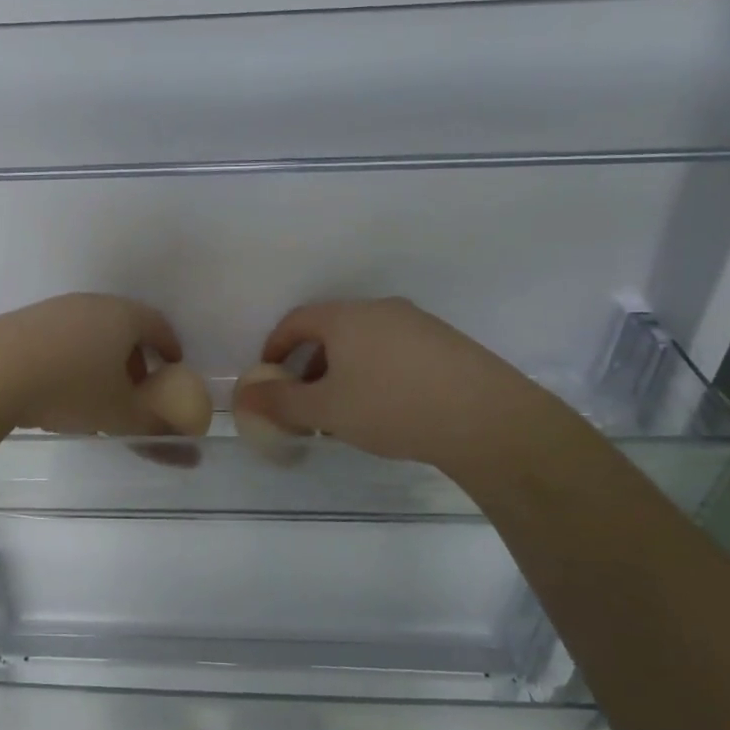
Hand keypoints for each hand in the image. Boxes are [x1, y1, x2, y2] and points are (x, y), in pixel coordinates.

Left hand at [0, 294, 185, 436]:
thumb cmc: (70, 388)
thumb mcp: (119, 415)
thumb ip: (156, 429)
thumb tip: (188, 450)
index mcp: (122, 316)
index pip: (157, 324)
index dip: (169, 346)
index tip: (173, 366)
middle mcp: (90, 303)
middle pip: (123, 326)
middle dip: (133, 356)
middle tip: (136, 387)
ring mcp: (54, 310)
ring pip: (89, 332)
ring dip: (100, 359)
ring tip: (95, 395)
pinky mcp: (23, 322)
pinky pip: (60, 338)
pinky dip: (70, 359)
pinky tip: (57, 389)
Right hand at [232, 297, 545, 467]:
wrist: (487, 419)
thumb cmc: (392, 407)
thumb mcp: (326, 410)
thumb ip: (280, 401)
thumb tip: (243, 395)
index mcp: (346, 317)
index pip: (297, 320)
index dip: (275, 347)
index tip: (269, 375)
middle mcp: (381, 310)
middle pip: (331, 331)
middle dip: (311, 365)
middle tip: (306, 401)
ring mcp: (419, 324)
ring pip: (365, 343)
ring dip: (344, 371)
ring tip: (346, 412)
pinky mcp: (447, 344)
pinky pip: (396, 352)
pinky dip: (377, 373)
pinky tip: (387, 410)